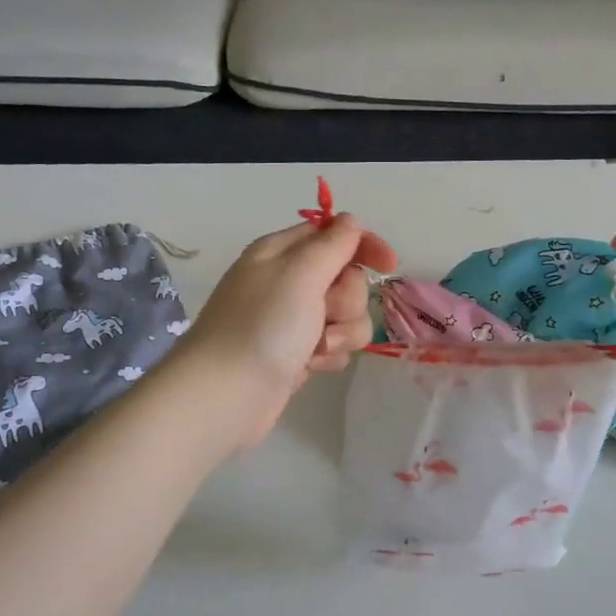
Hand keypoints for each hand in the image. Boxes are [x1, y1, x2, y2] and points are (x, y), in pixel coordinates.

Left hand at [171, 213, 397, 447]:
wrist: (227, 394)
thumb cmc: (263, 326)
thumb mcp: (300, 273)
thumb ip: (332, 244)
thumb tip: (350, 221)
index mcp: (281, 252)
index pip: (333, 234)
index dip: (364, 245)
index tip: (389, 265)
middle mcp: (287, 282)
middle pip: (346, 278)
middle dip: (346, 299)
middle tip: (323, 314)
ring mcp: (292, 320)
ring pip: (346, 315)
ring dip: (341, 332)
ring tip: (315, 348)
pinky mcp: (297, 353)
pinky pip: (334, 344)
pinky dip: (329, 354)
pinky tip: (310, 366)